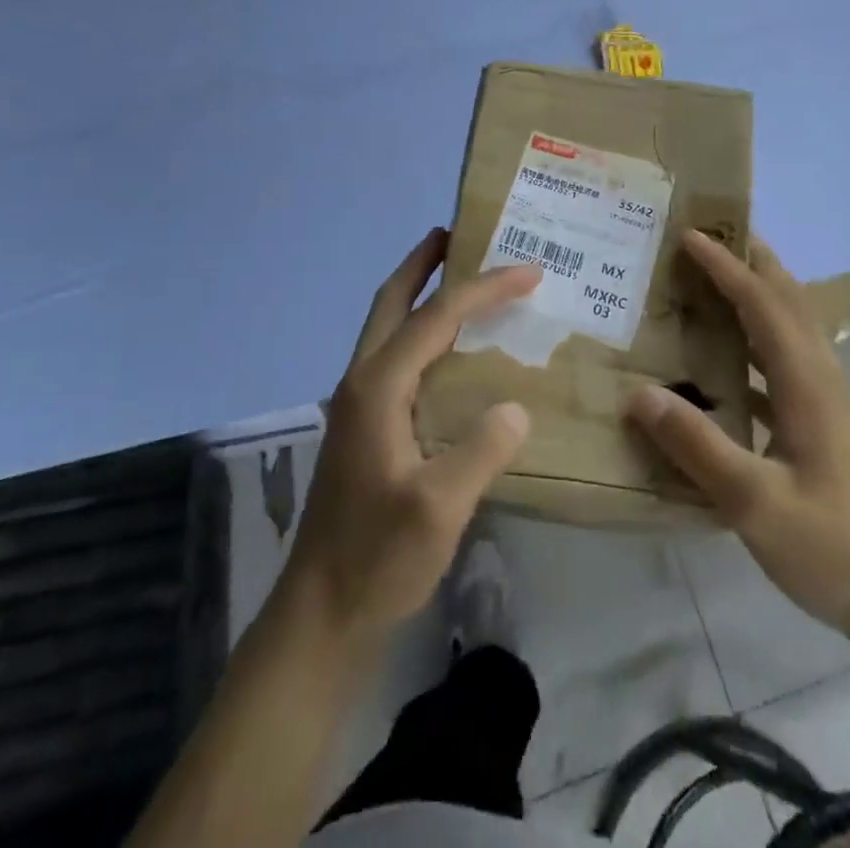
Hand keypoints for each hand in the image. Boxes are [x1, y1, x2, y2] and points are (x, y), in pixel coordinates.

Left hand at [283, 228, 538, 646]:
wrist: (321, 615)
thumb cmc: (377, 558)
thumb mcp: (440, 508)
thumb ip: (481, 450)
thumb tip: (514, 406)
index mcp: (378, 387)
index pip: (436, 317)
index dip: (484, 288)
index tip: (529, 270)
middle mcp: (361, 382)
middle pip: (390, 302)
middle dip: (422, 263)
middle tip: (456, 234)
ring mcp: (357, 404)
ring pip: (387, 327)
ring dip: (417, 293)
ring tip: (456, 277)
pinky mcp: (363, 427)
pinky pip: (394, 356)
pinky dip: (420, 332)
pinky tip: (448, 352)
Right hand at [625, 232, 849, 647]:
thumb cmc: (837, 549)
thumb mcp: (757, 505)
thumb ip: (697, 447)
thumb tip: (639, 394)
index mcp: (809, 387)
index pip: (763, 306)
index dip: (727, 267)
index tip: (690, 234)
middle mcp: (825, 383)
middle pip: (789, 303)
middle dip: (754, 262)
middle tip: (714, 234)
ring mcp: (833, 408)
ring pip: (793, 333)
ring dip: (758, 298)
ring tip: (716, 284)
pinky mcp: (833, 433)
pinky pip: (789, 368)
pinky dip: (758, 348)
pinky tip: (729, 371)